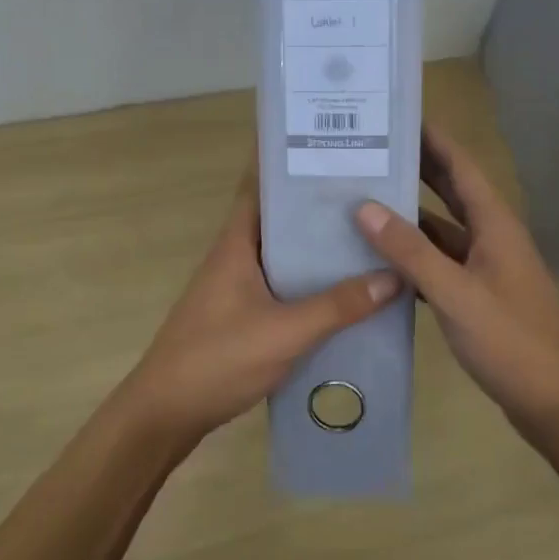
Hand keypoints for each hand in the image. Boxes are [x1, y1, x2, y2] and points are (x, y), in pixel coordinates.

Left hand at [124, 168, 400, 446]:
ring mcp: (235, 286)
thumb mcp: (284, 332)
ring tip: (366, 236)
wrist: (165, 413)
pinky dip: (308, 281)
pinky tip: (342, 292)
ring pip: (282, 253)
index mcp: (236, 243)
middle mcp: (234, 256)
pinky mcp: (239, 315)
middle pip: (278, 218)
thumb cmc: (218, 359)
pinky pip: (281, 285)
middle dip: (316, 205)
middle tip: (368, 192)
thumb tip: (393, 276)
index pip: (260, 185)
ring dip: (314, 246)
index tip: (328, 145)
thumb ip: (338, 306)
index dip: (288, 162)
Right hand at [355, 124, 558, 448]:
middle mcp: (492, 238)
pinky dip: (413, 255)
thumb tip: (364, 207)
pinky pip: (440, 264)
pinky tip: (380, 257)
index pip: (461, 166)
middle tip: (369, 150)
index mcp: (495, 225)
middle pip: (451, 192)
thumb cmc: (512, 342)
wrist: (556, 403)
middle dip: (416, 169)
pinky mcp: (478, 296)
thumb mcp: (457, 295)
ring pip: (442, 230)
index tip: (397, 115)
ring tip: (363, 199)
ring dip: (409, 215)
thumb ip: (411, 252)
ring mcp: (486, 268)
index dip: (433, 138)